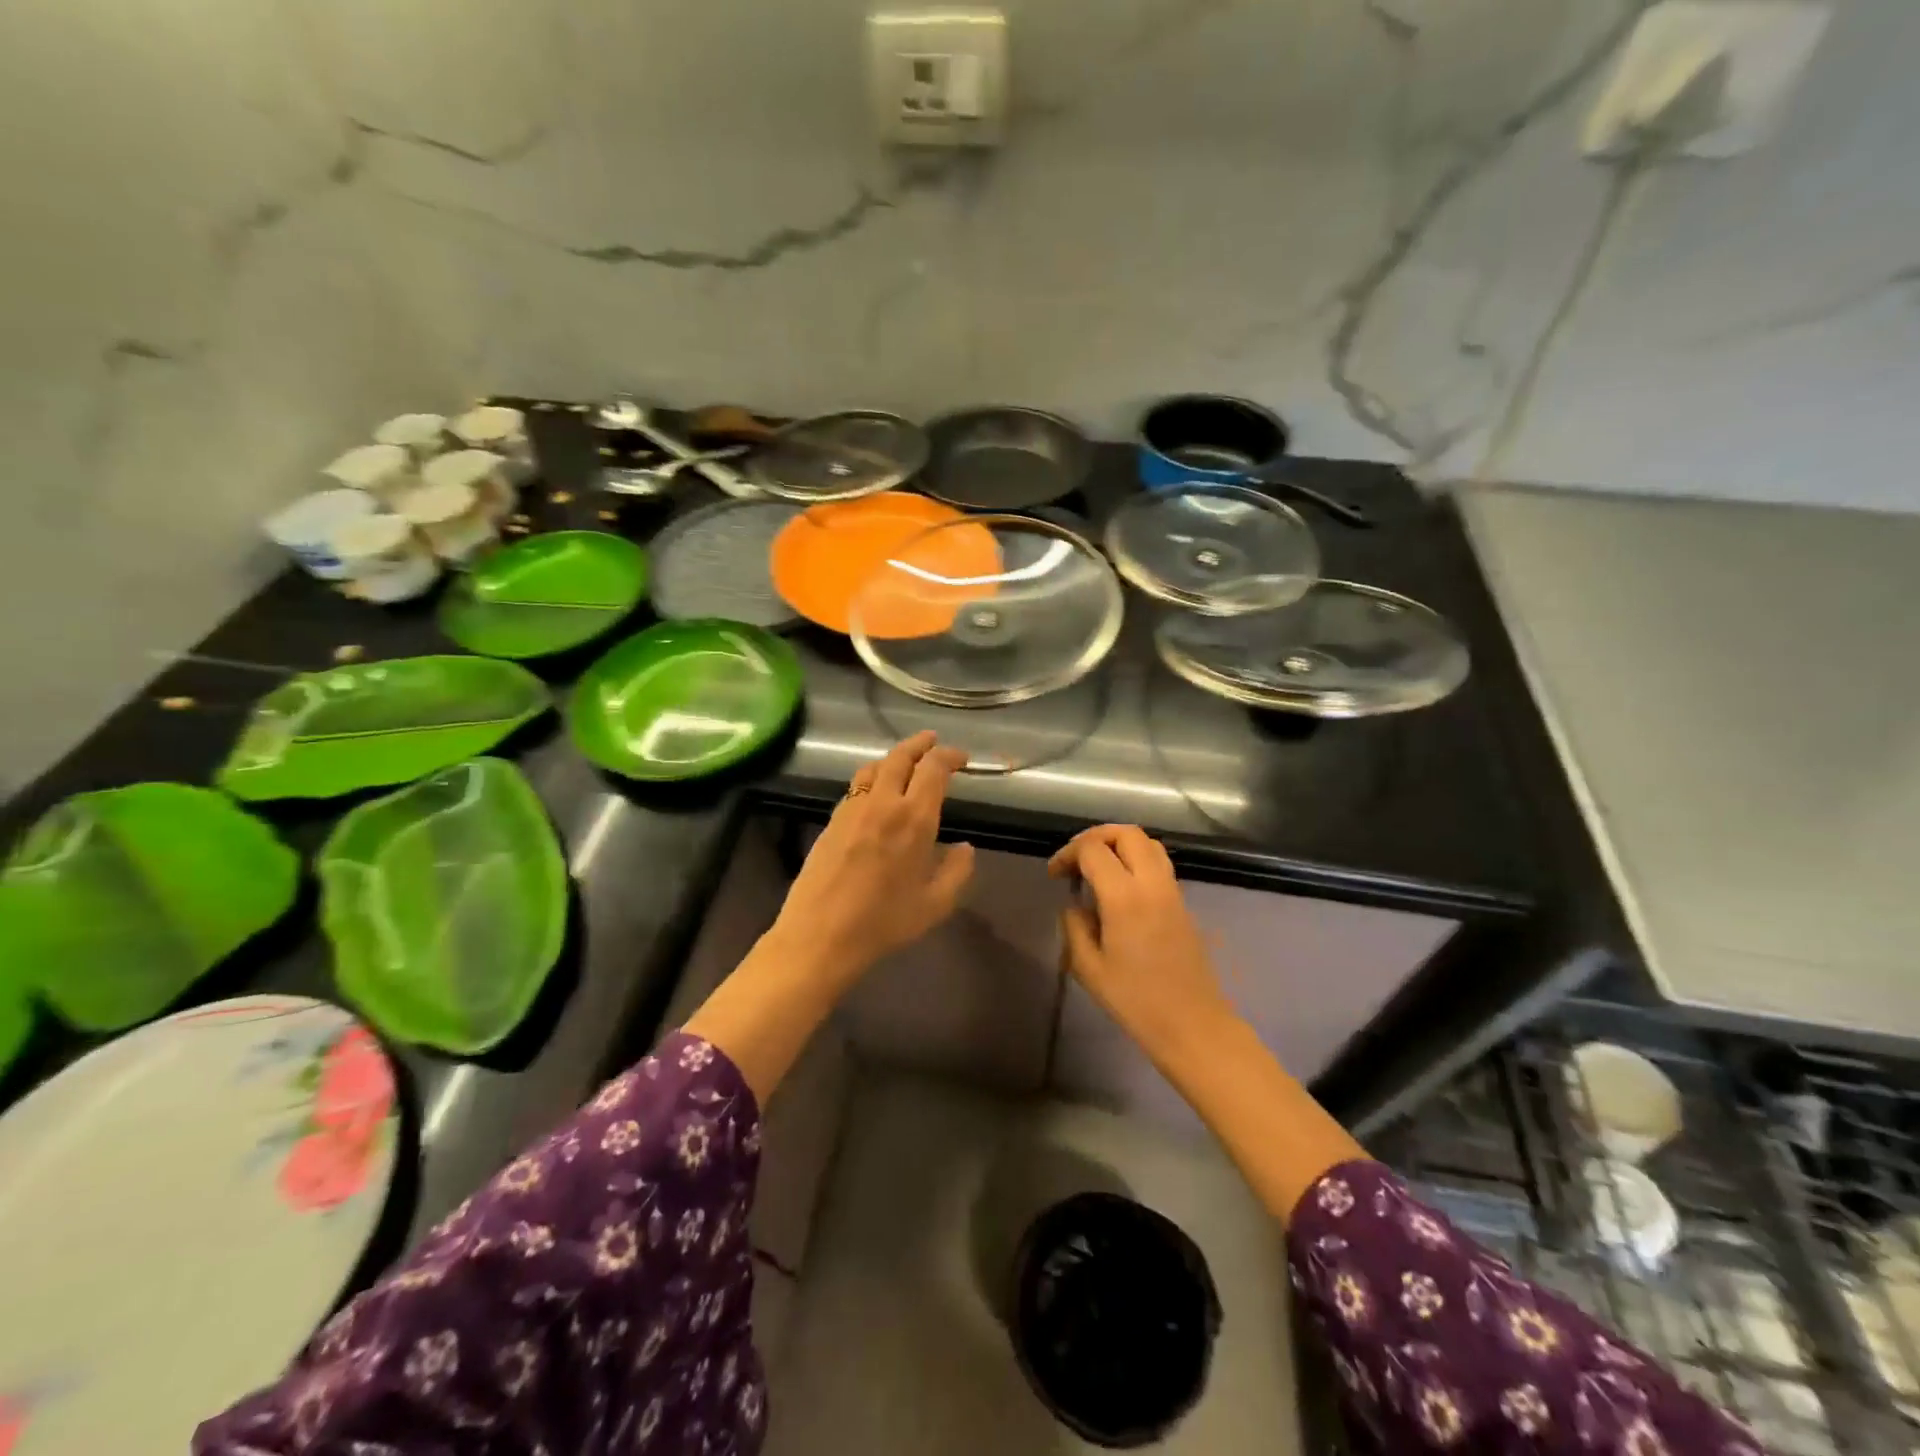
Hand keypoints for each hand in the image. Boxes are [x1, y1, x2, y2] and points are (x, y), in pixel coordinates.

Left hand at [770, 732, 974, 985]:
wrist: (820, 935)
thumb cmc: (884, 923)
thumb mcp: (935, 905)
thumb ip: (957, 871)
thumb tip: (965, 848)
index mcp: (914, 819)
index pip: (933, 768)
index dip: (949, 756)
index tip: (961, 759)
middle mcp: (883, 803)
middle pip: (900, 756)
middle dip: (920, 744)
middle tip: (933, 741)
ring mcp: (852, 809)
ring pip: (873, 767)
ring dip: (894, 757)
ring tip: (905, 761)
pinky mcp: (832, 820)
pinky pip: (856, 786)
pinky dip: (872, 777)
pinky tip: (876, 791)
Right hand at [1049, 824, 1237, 1061]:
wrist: (1192, 1024)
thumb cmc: (1135, 1000)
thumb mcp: (1088, 967)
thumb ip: (1075, 927)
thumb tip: (1075, 905)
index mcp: (1124, 897)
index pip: (1093, 850)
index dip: (1068, 853)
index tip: (1055, 874)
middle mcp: (1152, 883)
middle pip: (1126, 833)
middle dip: (1096, 837)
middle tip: (1076, 858)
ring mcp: (1172, 890)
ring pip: (1147, 843)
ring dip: (1119, 843)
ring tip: (1098, 866)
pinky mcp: (1182, 902)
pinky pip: (1159, 863)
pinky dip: (1136, 859)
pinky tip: (1120, 886)